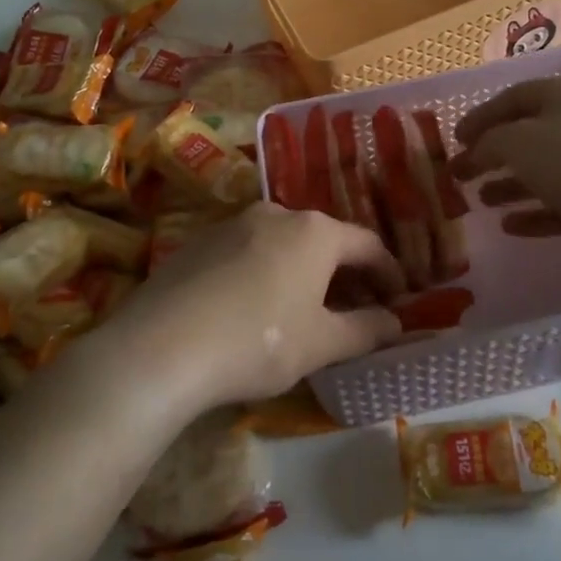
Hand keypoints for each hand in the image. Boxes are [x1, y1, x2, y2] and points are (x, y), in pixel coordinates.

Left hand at [88, 204, 404, 418]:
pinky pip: (248, 253)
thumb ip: (365, 330)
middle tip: (356, 310)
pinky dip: (266, 273)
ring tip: (306, 310)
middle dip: (345, 275)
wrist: (162, 346)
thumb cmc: (258, 340)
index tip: (399, 300)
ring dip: (304, 273)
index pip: (367, 245)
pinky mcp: (198, 242)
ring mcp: (232, 224)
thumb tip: (395, 323)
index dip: (388, 273)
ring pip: (284, 244)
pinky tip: (255, 308)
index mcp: (314, 231)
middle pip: (324, 240)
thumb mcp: (321, 344)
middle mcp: (276, 214)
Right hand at [453, 76, 560, 278]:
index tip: (454, 140)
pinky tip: (510, 226)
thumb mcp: (517, 141)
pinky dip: (535, 212)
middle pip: (526, 135)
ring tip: (481, 201)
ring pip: (543, 171)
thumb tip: (476, 151)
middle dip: (491, 155)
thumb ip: (488, 141)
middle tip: (460, 174)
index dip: (479, 117)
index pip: (511, 98)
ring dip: (509, 186)